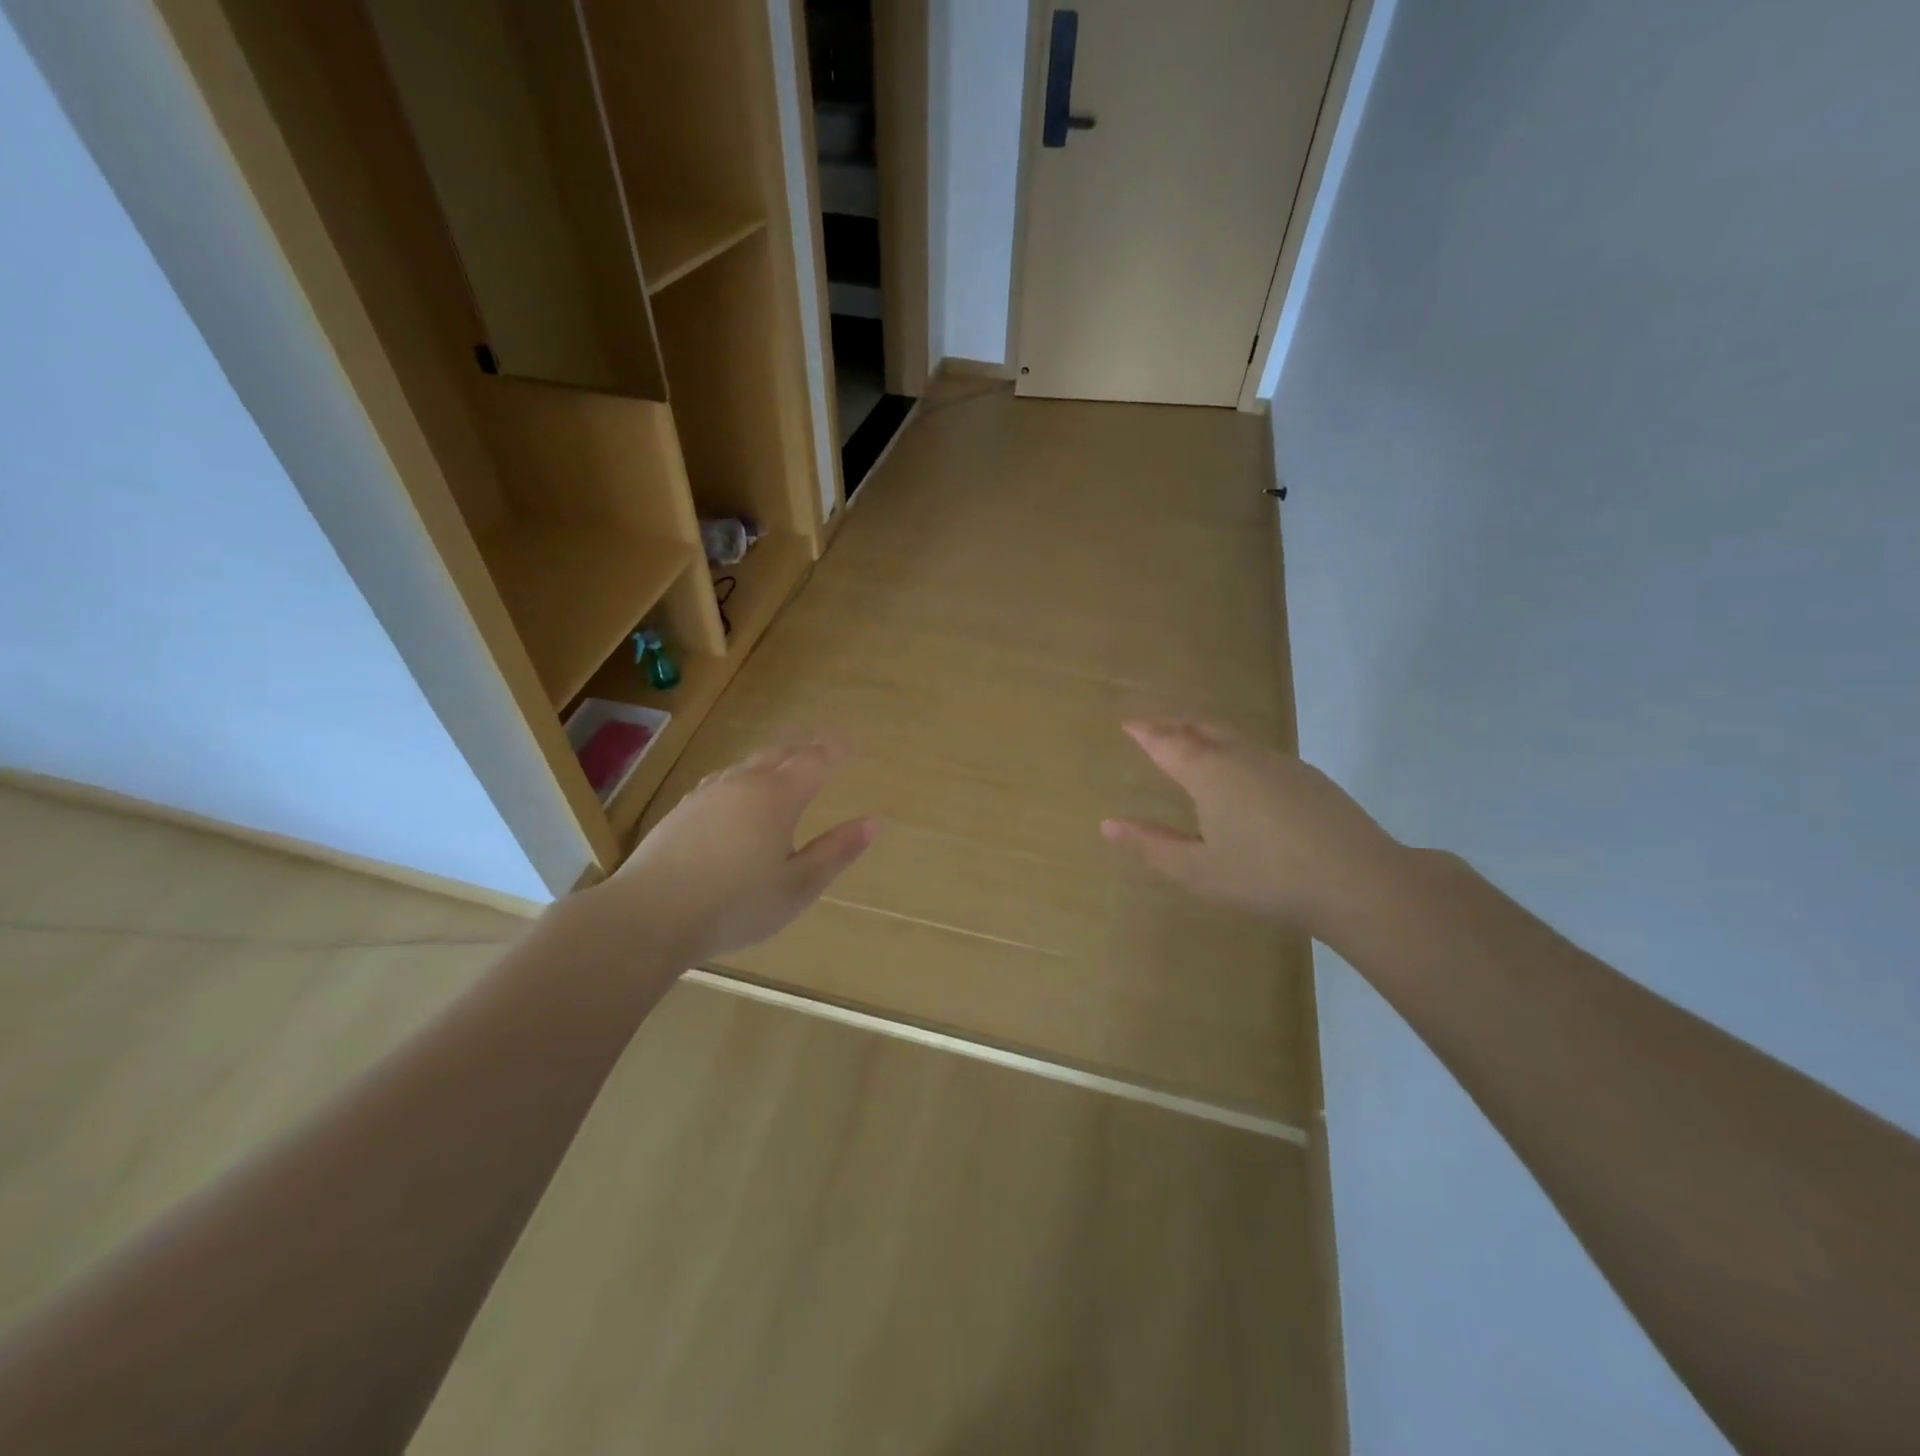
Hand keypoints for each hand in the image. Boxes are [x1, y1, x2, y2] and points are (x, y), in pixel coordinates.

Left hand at [591, 739, 876, 965]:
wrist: (649, 915)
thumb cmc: (736, 905)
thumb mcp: (798, 886)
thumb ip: (836, 852)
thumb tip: (873, 822)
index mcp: (777, 798)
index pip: (812, 761)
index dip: (832, 751)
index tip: (846, 745)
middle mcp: (742, 785)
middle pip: (777, 756)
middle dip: (801, 751)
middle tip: (818, 752)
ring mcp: (707, 795)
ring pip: (745, 766)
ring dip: (769, 763)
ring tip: (780, 768)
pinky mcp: (681, 811)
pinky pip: (721, 781)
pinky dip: (741, 779)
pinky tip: (734, 796)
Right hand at [1101, 719, 1405, 938]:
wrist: (1358, 881)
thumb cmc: (1265, 878)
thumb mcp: (1197, 872)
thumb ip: (1152, 846)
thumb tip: (1108, 825)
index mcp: (1209, 774)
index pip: (1167, 742)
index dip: (1145, 732)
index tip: (1128, 724)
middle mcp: (1242, 757)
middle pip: (1202, 728)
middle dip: (1174, 725)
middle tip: (1156, 728)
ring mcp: (1280, 763)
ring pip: (1234, 738)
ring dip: (1207, 735)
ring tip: (1194, 745)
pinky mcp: (1310, 777)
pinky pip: (1259, 753)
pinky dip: (1236, 752)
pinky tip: (1244, 777)